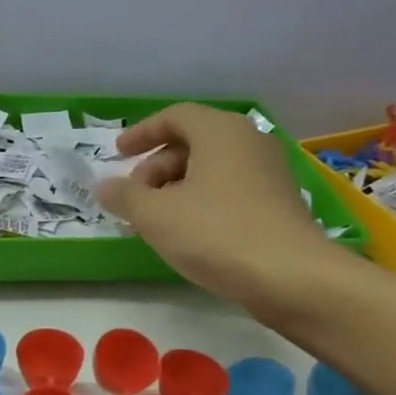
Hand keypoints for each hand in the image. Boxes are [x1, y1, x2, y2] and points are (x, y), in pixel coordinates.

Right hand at [97, 103, 345, 317]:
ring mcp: (269, 172)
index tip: (117, 154)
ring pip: (211, 168)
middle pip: (192, 142)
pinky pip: (229, 189)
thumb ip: (124, 196)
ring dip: (176, 187)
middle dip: (156, 166)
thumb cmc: (216, 233)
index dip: (141, 133)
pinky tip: (187, 232)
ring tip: (155, 219)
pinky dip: (201, 200)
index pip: (174, 117)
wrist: (291, 277)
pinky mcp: (278, 203)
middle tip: (133, 196)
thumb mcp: (155, 215)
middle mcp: (249, 141)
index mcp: (220, 131)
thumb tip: (105, 186)